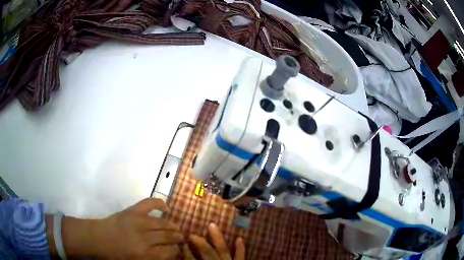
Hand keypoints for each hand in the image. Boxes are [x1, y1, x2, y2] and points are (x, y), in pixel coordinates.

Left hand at [91, 198, 183, 259]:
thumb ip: (154, 259)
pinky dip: (159, 203)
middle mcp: (145, 238)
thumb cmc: (116, 255)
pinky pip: (149, 203)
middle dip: (178, 237)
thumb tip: (169, 254)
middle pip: (168, 237)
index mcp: (146, 254)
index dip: (177, 250)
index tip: (179, 249)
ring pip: (162, 223)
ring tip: (177, 227)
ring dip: (172, 225)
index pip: (170, 251)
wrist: (98, 238)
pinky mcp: (132, 211)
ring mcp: (139, 222)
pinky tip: (166, 207)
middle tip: (182, 237)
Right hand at [182, 223, 244, 259]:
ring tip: (212, 225)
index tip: (181, 242)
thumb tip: (180, 259)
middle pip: (207, 252)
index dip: (186, 251)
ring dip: (217, 238)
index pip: (191, 259)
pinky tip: (239, 238)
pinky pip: (241, 256)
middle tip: (192, 233)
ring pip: (223, 250)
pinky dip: (240, 248)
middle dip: (200, 242)